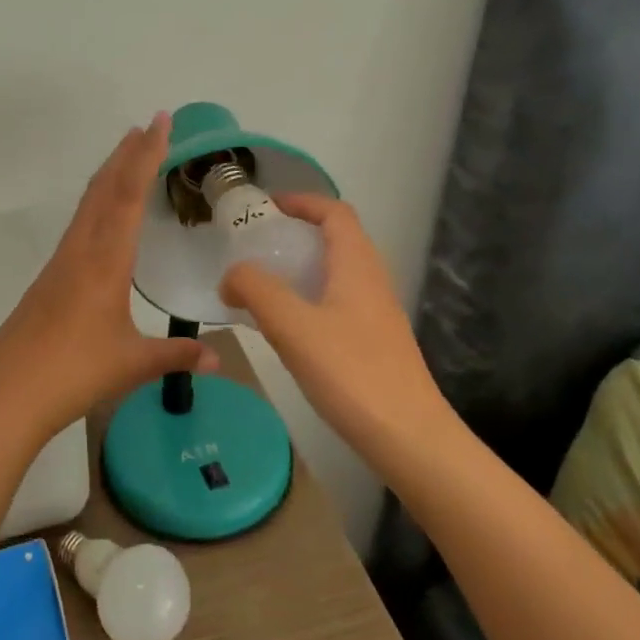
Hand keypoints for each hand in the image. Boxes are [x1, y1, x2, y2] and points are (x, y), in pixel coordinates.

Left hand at [0, 113, 219, 444]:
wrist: (8, 393)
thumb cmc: (74, 373)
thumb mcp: (133, 363)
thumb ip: (176, 356)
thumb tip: (218, 361)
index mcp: (105, 261)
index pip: (128, 196)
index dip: (146, 156)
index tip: (159, 122)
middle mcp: (80, 251)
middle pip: (103, 189)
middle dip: (127, 154)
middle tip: (149, 125)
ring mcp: (60, 263)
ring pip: (87, 205)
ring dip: (109, 175)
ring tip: (128, 156)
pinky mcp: (48, 279)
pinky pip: (78, 226)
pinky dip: (96, 203)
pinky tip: (102, 218)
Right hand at [219, 194, 452, 465]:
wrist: (409, 437)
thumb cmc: (351, 373)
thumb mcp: (293, 326)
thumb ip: (256, 290)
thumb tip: (231, 275)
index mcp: (357, 266)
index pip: (335, 213)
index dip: (302, 201)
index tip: (266, 207)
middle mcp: (372, 281)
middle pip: (337, 240)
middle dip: (296, 234)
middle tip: (255, 247)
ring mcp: (377, 314)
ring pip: (337, 274)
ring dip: (301, 269)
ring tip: (262, 284)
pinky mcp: (375, 343)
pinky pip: (337, 303)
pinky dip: (309, 299)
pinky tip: (286, 327)